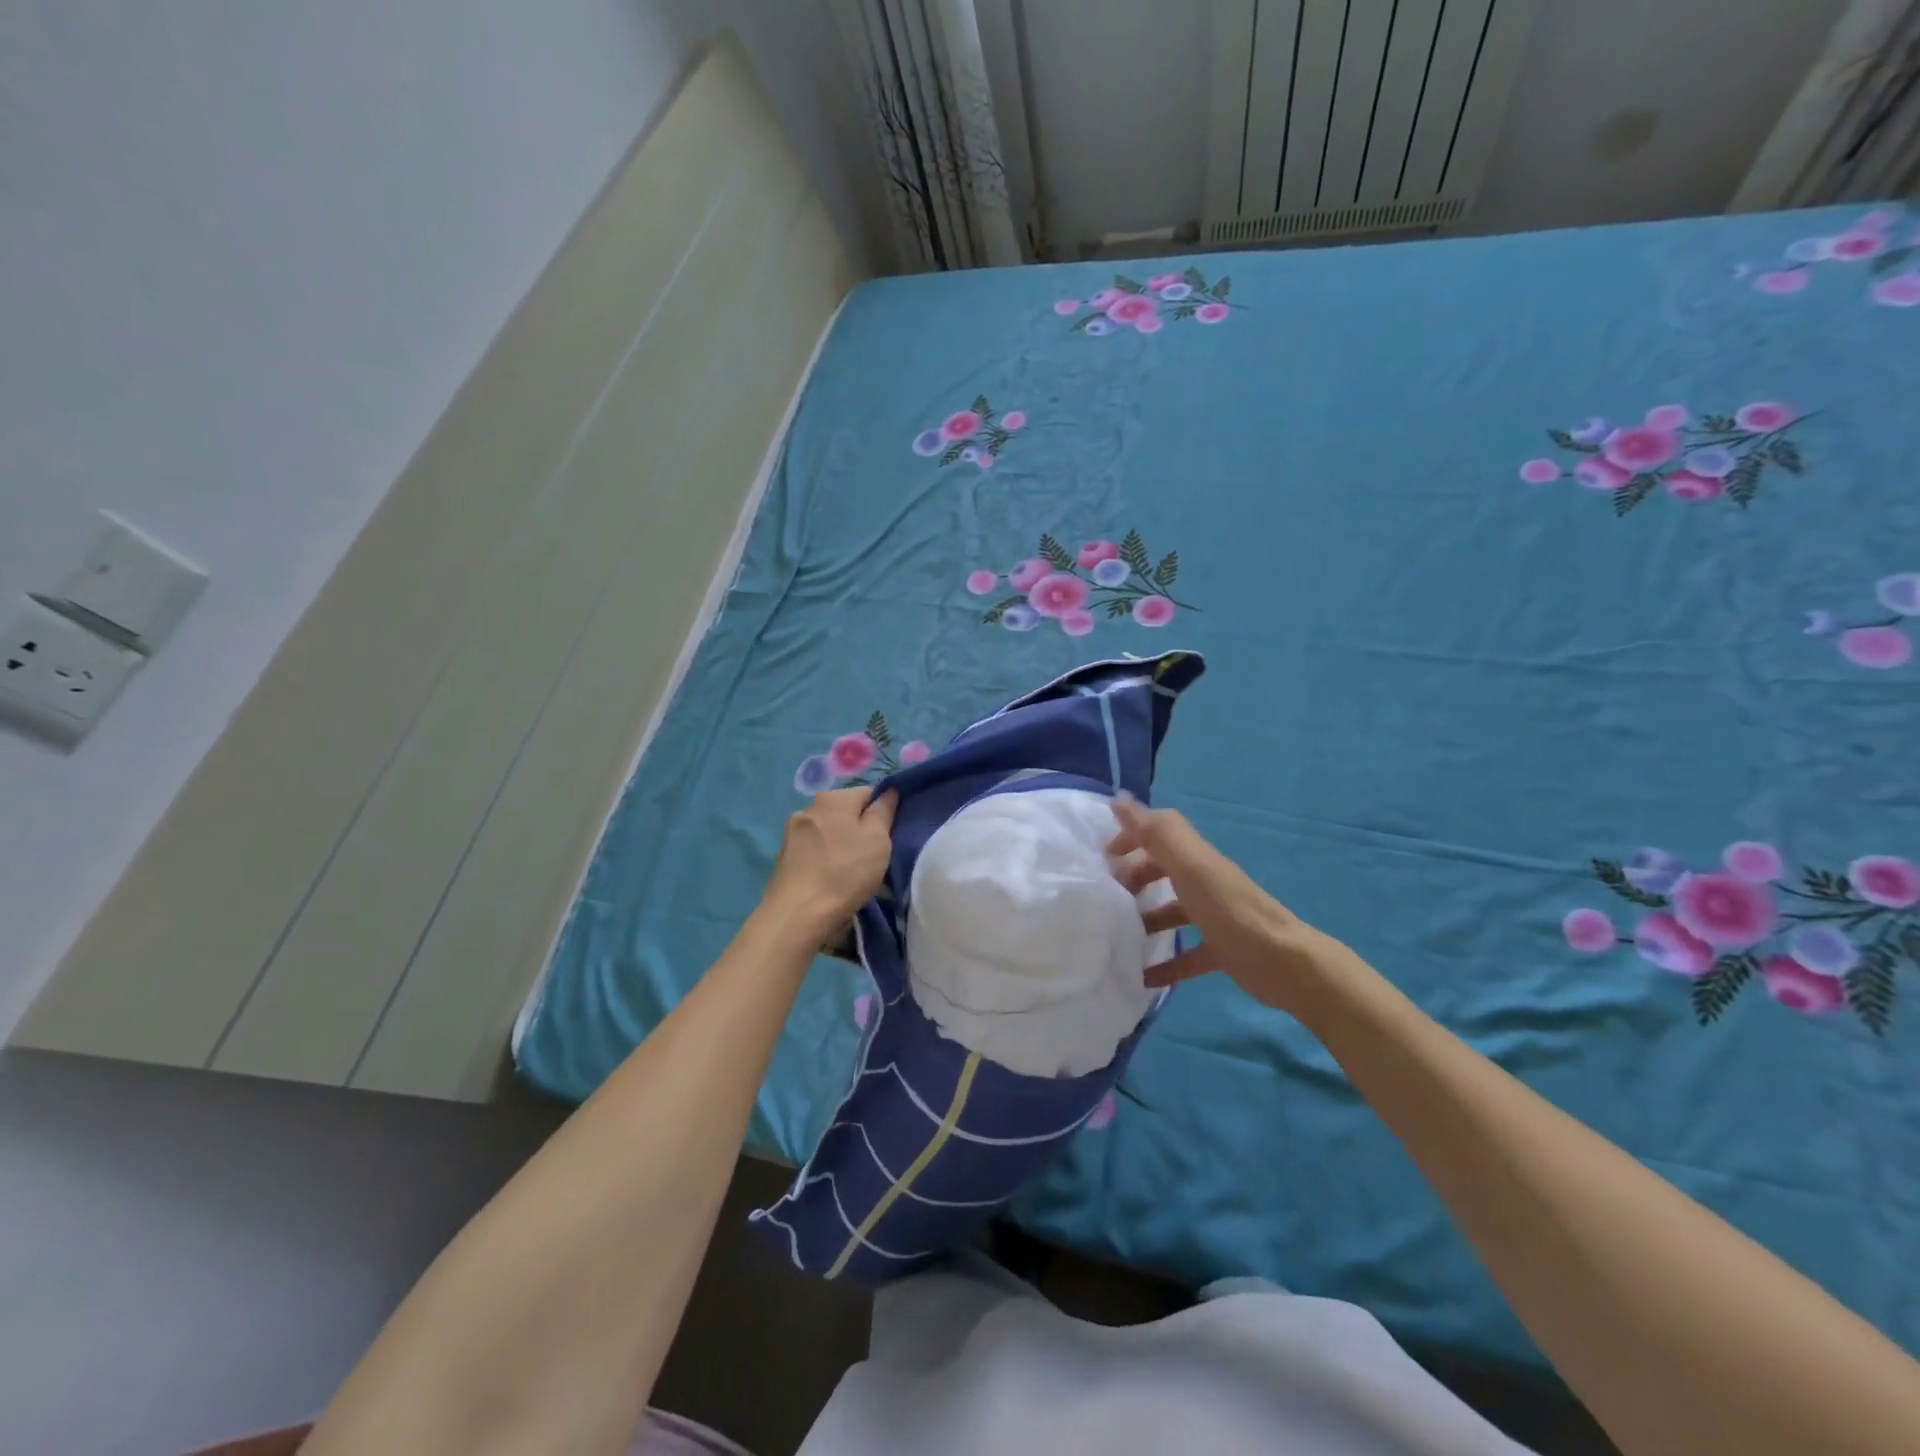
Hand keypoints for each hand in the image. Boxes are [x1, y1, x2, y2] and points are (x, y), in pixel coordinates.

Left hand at [764, 787, 897, 939]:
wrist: (798, 913)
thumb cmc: (845, 872)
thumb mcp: (878, 839)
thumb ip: (884, 810)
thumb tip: (888, 791)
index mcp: (833, 798)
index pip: (868, 792)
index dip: (883, 811)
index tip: (889, 836)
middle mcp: (809, 807)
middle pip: (845, 811)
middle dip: (859, 827)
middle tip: (872, 855)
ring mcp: (792, 832)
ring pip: (828, 830)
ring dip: (840, 843)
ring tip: (850, 870)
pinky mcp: (784, 856)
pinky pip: (813, 849)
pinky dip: (824, 857)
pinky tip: (829, 878)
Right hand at [1109, 796, 1357, 1014]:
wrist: (1284, 963)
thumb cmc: (1229, 910)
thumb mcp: (1189, 866)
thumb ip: (1156, 833)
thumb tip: (1120, 799)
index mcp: (1196, 857)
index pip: (1160, 832)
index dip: (1132, 835)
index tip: (1105, 856)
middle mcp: (1205, 881)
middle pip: (1164, 869)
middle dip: (1135, 877)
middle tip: (1108, 896)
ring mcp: (1214, 916)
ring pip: (1173, 910)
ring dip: (1146, 919)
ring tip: (1119, 934)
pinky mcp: (1221, 950)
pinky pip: (1187, 954)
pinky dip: (1165, 965)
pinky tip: (1143, 977)